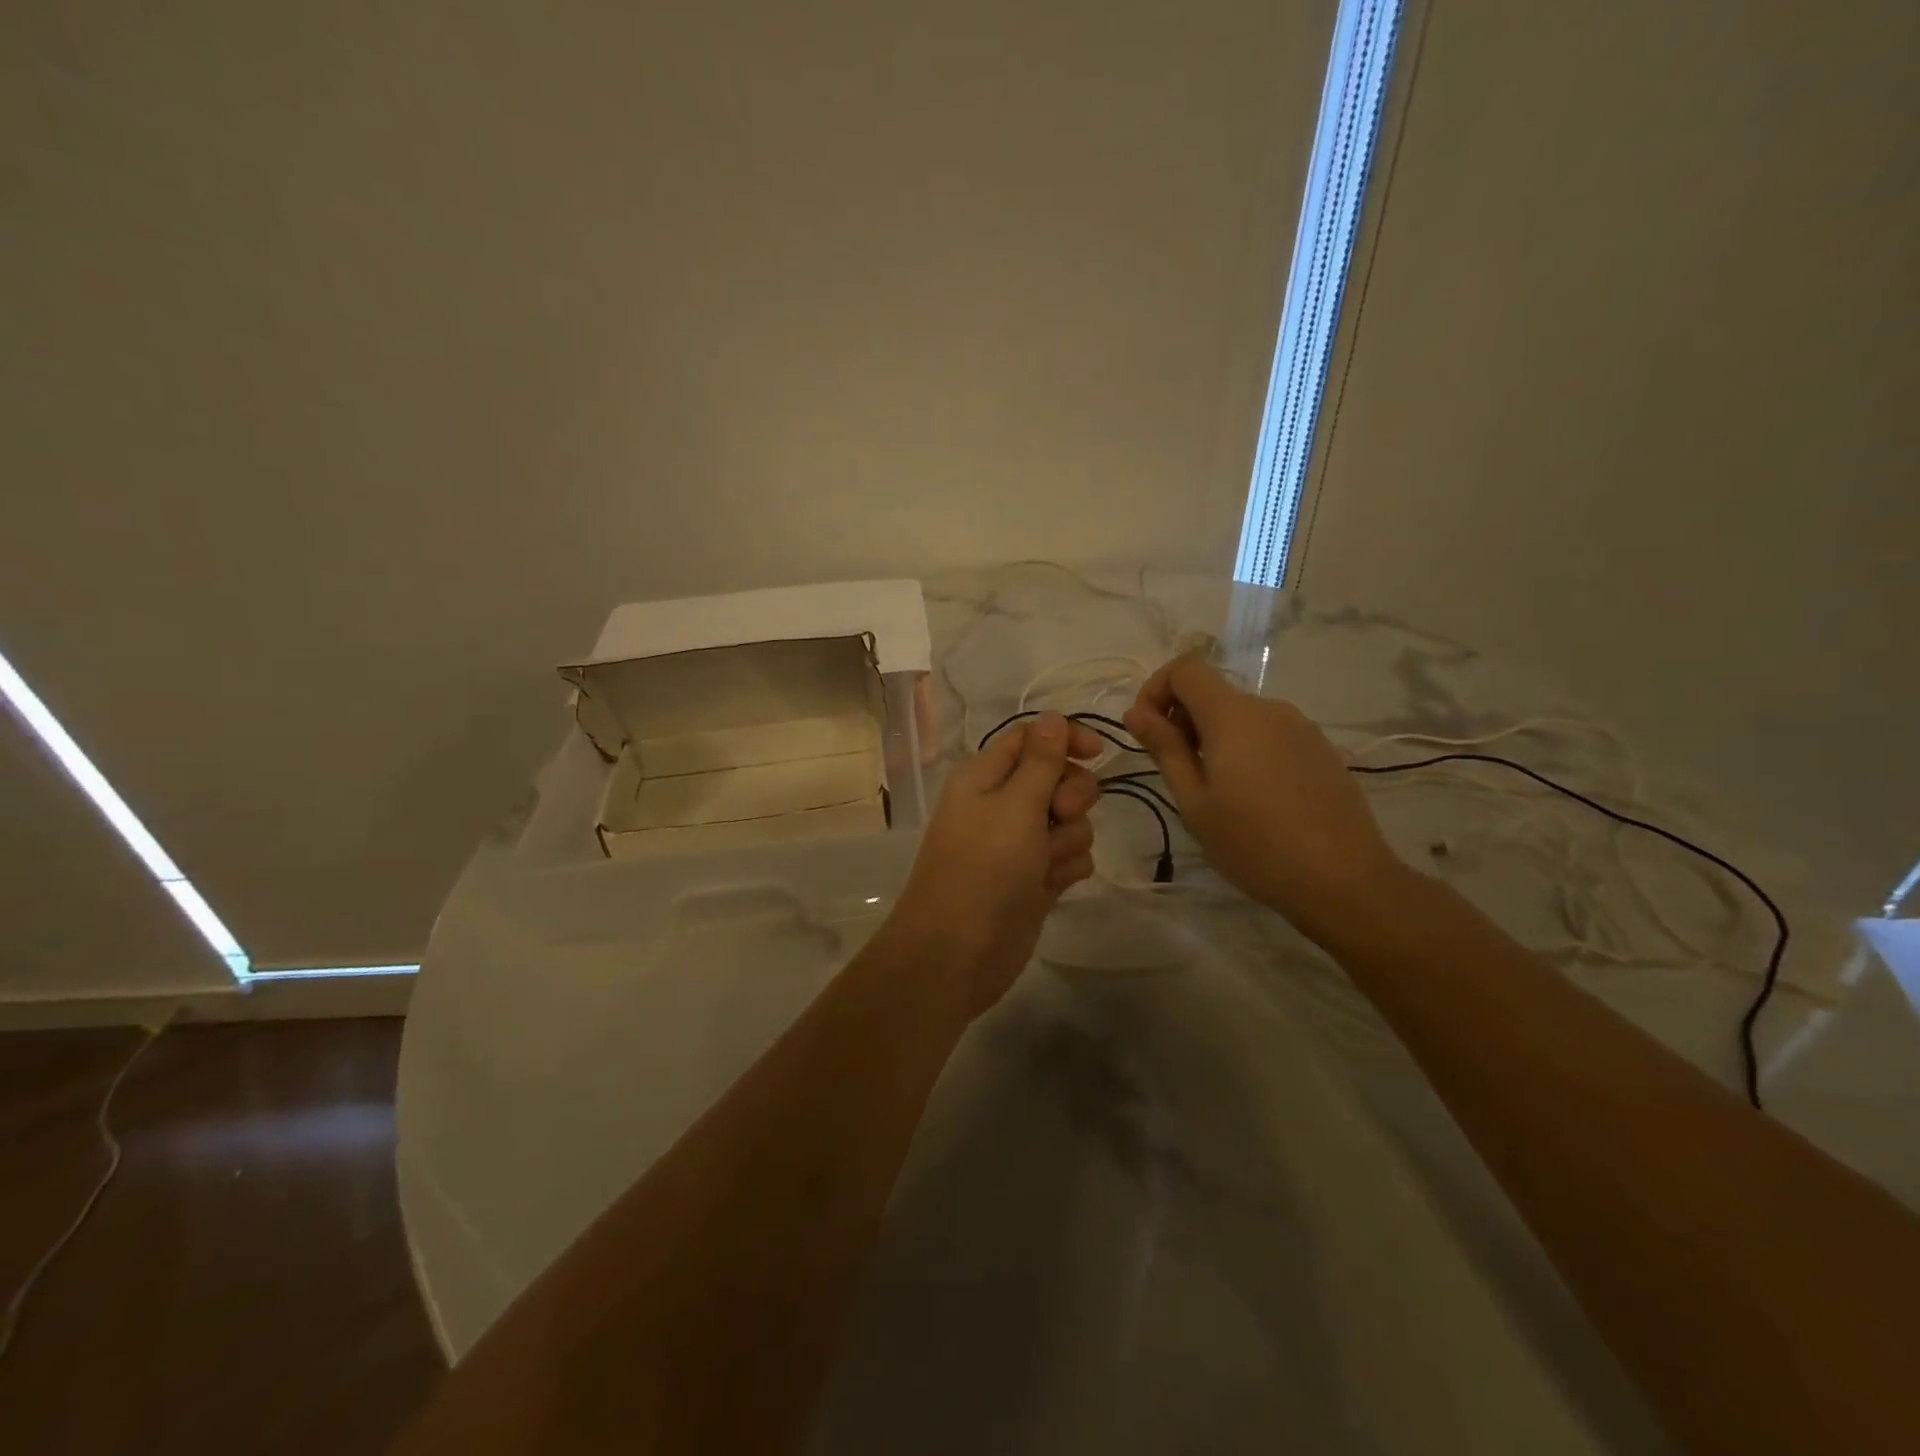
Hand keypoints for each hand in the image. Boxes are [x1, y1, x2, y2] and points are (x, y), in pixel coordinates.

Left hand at [887, 712, 1101, 1014]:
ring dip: (1070, 837)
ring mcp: (1019, 843)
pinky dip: (1067, 867)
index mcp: (986, 775)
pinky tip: (1053, 884)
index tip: (1098, 753)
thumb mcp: (1015, 805)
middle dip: (1072, 794)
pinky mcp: (1034, 877)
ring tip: (1048, 862)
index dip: (1065, 738)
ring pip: (1069, 820)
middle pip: (1057, 777)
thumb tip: (1052, 715)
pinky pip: (1069, 856)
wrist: (959, 952)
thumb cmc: (984, 867)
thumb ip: (1041, 760)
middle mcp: (1002, 803)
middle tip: (1061, 813)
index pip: (1031, 737)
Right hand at [1123, 654, 1405, 942]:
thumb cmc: (1254, 843)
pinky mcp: (1320, 749)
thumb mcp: (1194, 802)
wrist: (1344, 879)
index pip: (1186, 668)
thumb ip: (1165, 749)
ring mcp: (1300, 727)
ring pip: (1241, 716)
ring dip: (1214, 738)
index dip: (1157, 688)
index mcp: (1232, 716)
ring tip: (1216, 793)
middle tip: (1177, 773)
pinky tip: (1254, 799)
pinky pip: (1269, 734)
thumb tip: (1136, 712)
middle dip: (1182, 720)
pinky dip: (1246, 750)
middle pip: (1213, 692)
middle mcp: (1268, 708)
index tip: (1148, 731)